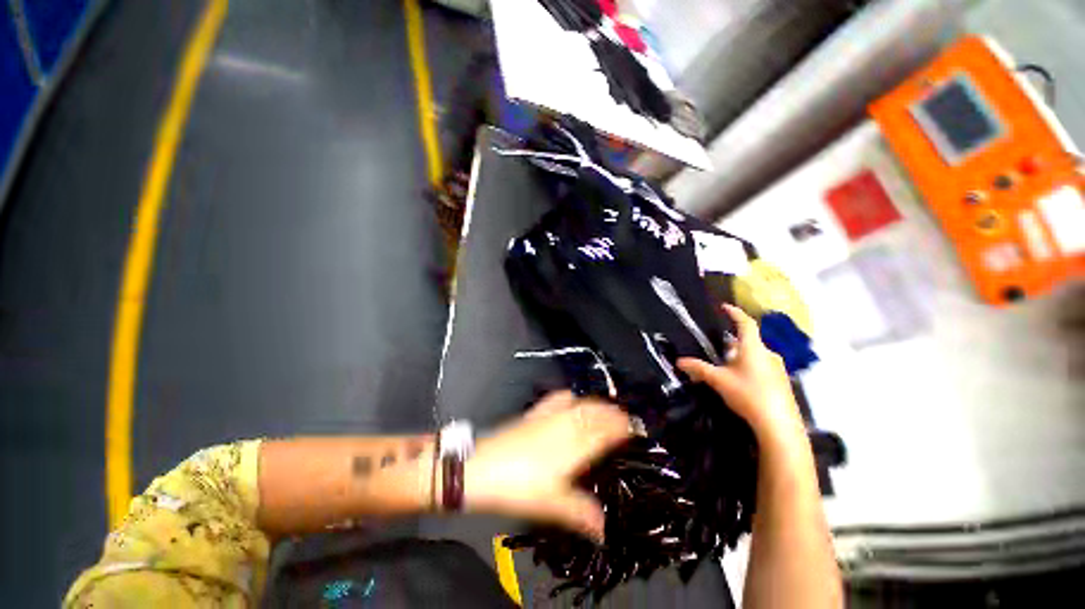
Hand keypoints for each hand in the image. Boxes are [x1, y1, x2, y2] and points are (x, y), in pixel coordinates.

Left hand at [465, 391, 635, 542]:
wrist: (481, 467)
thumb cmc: (518, 486)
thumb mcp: (551, 505)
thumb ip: (581, 514)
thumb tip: (605, 531)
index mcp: (574, 444)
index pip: (605, 430)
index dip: (622, 427)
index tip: (635, 428)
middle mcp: (565, 424)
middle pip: (595, 413)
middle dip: (613, 414)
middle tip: (625, 420)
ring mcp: (549, 416)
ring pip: (581, 403)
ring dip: (597, 405)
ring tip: (606, 411)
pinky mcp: (534, 413)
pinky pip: (558, 398)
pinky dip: (571, 397)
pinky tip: (572, 398)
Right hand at [678, 305, 804, 444]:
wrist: (779, 425)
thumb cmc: (748, 394)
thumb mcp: (719, 380)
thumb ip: (699, 369)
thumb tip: (679, 361)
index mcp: (753, 348)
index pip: (745, 323)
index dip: (735, 313)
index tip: (725, 307)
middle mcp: (768, 354)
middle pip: (749, 341)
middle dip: (733, 342)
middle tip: (718, 348)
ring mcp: (778, 368)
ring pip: (756, 355)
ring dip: (742, 356)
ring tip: (727, 367)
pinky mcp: (782, 382)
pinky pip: (763, 367)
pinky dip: (750, 368)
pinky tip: (742, 383)